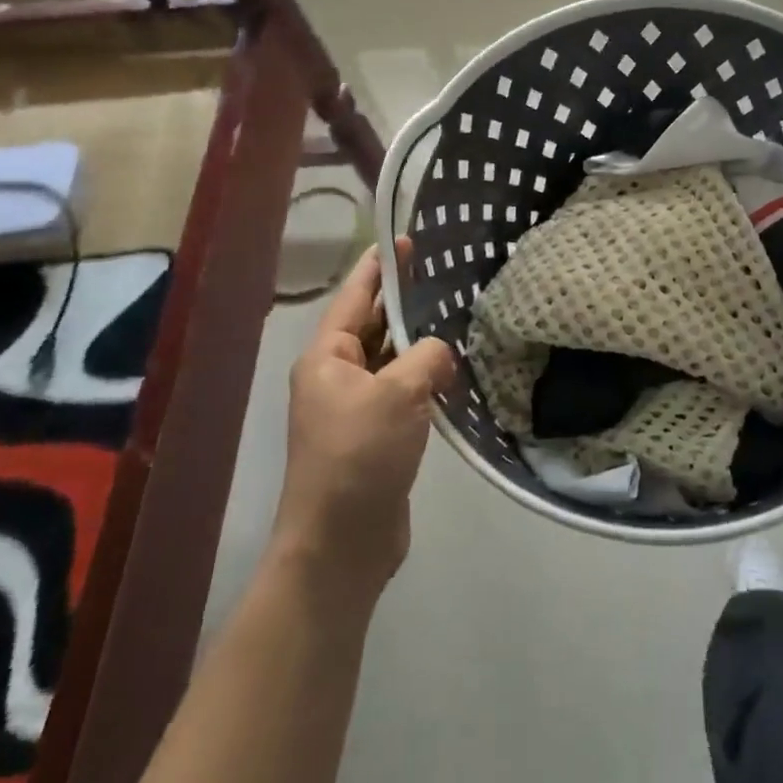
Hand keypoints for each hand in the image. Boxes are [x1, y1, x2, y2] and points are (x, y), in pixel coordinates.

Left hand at [274, 240, 457, 598]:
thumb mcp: (397, 394)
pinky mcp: (376, 436)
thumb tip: (440, 355)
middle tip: (443, 273)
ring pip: (390, 360)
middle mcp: (336, 376)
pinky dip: (424, 378)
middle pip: (372, 326)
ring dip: (418, 343)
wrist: (341, 542)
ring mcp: (355, 408)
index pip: (354, 297)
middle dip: (403, 302)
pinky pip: (402, 392)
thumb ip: (426, 358)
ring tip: (455, 315)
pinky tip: (453, 370)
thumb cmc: (359, 455)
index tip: (404, 239)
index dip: (379, 267)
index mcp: (327, 358)